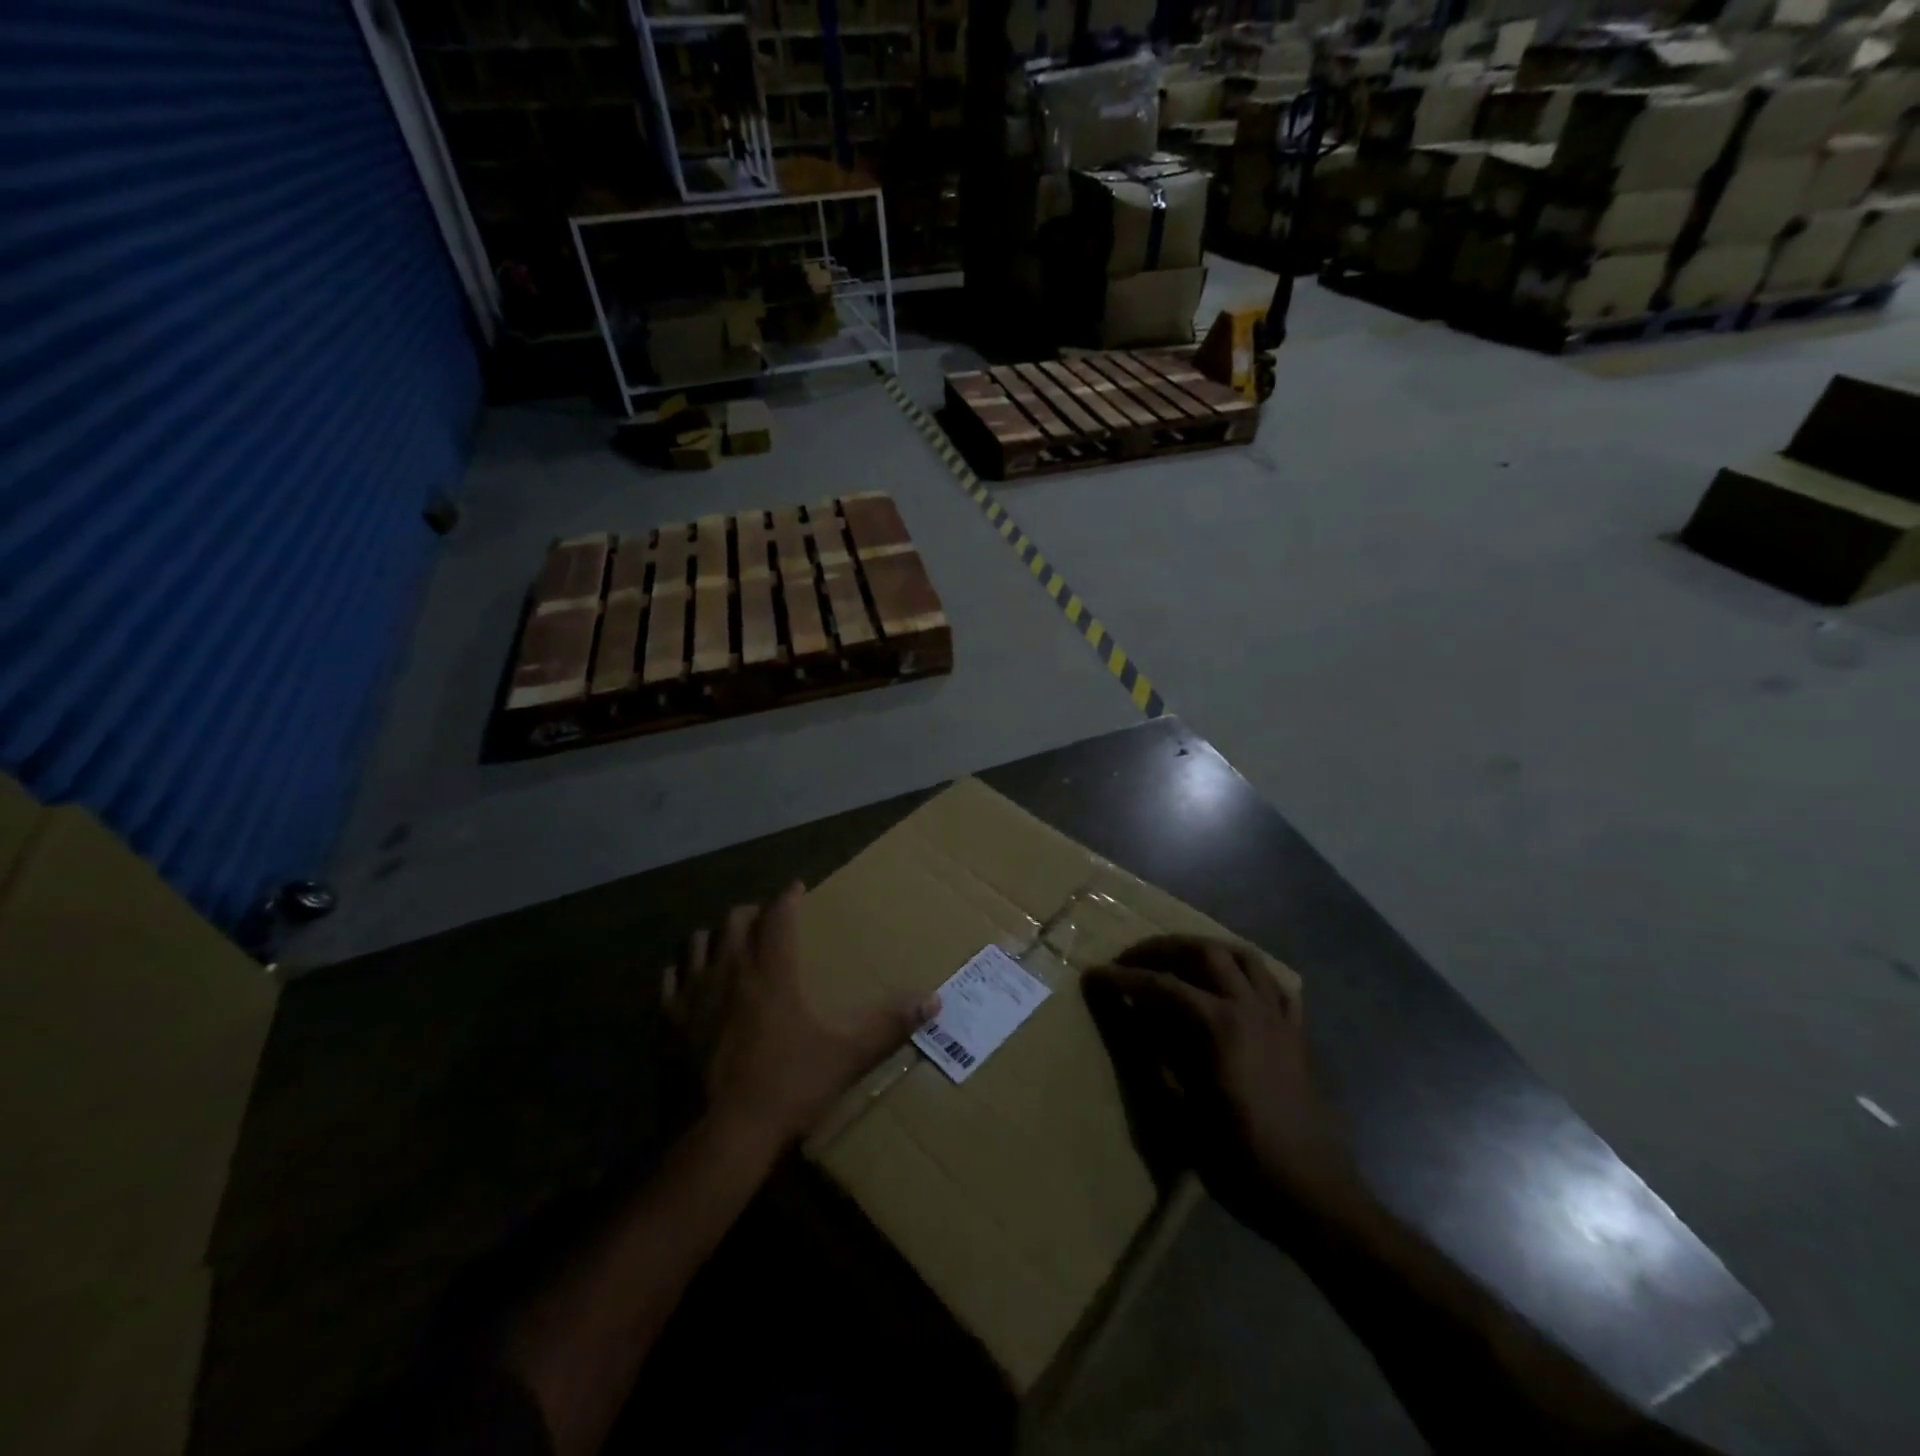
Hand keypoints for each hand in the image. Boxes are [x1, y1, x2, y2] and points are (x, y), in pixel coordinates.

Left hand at [667, 883, 938, 1149]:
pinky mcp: (666, 1022)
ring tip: (726, 944)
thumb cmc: (785, 1089)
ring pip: (695, 942)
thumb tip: (933, 1000)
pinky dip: (681, 971)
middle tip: (765, 920)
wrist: (716, 1139)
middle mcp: (729, 970)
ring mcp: (692, 995)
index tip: (797, 888)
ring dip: (713, 936)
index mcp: (772, 971)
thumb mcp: (845, 1058)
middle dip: (752, 912)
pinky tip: (689, 982)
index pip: (779, 915)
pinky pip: (669, 980)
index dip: (788, 897)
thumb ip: (888, 1026)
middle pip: (734, 920)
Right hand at [1083, 936, 1356, 1238]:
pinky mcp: (1298, 1034)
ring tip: (1180, 961)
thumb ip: (1152, 1059)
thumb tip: (1129, 1020)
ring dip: (1206, 950)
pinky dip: (1249, 975)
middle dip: (1162, 949)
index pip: (1161, 986)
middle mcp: (1250, 1008)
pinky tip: (1234, 988)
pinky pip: (1275, 985)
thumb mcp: (1182, 1116)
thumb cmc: (1241, 1160)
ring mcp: (1279, 1018)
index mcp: (1219, 1026)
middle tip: (1132, 959)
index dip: (1123, 978)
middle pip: (1203, 953)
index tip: (1095, 974)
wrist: (1314, 1196)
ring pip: (1243, 957)